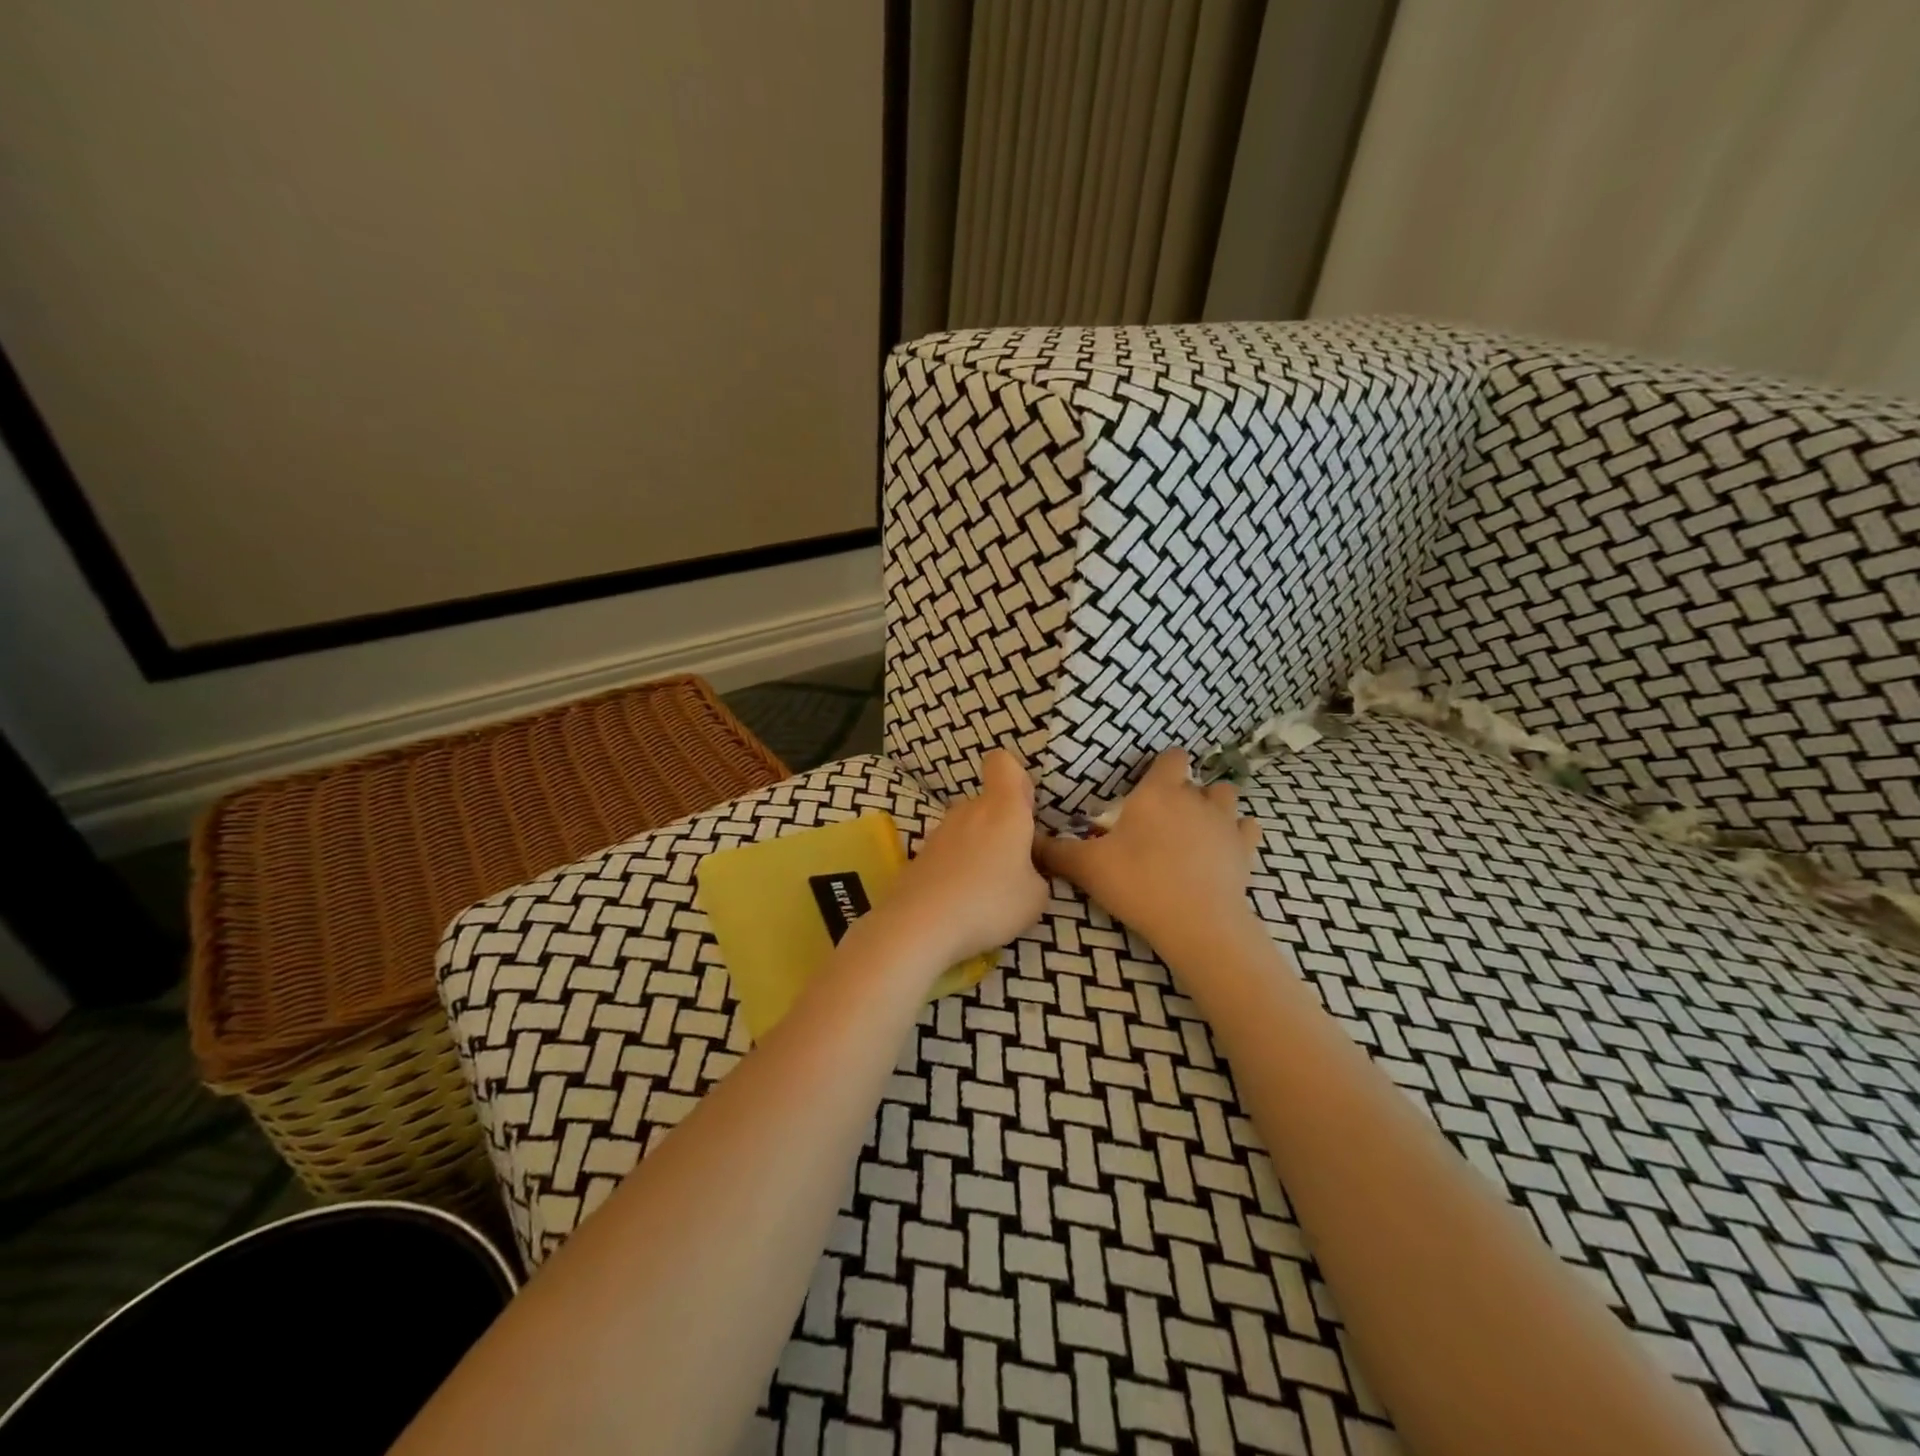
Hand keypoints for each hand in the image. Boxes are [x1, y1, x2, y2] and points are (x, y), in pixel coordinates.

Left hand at [885, 748, 1049, 969]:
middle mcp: (969, 810)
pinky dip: (957, 867)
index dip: (1016, 778)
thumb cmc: (989, 903)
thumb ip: (1037, 873)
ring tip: (987, 890)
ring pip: (968, 828)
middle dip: (1002, 827)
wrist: (920, 924)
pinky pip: (949, 851)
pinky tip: (961, 899)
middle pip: (989, 803)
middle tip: (1014, 866)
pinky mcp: (921, 854)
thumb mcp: (1036, 897)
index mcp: (1004, 809)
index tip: (1025, 809)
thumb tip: (1026, 870)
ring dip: (980, 848)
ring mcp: (940, 831)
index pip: (1003, 763)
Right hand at [1036, 747, 1262, 954]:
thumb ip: (1057, 851)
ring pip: (1227, 796)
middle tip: (1165, 816)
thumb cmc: (1138, 883)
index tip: (1149, 783)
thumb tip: (1029, 840)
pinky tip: (1224, 847)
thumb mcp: (1088, 867)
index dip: (1163, 765)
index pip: (1171, 757)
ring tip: (1198, 826)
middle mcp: (1196, 798)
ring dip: (1215, 805)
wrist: (1196, 923)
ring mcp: (1226, 823)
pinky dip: (1238, 833)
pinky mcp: (1246, 850)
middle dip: (1186, 790)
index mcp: (1158, 792)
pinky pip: (1248, 828)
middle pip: (1199, 779)